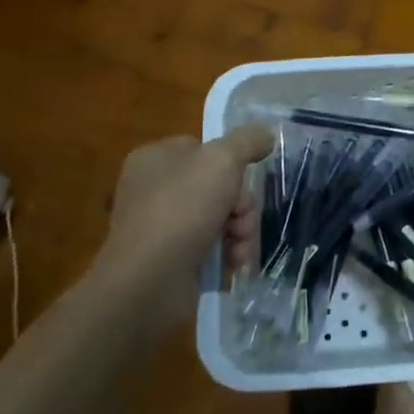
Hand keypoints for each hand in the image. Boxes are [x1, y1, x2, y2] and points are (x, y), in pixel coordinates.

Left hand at [101, 128, 273, 298]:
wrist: (148, 280)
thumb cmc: (181, 208)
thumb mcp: (222, 160)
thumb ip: (248, 141)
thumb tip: (266, 133)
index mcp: (155, 158)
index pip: (203, 148)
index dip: (230, 162)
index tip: (244, 177)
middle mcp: (153, 189)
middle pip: (217, 185)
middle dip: (240, 204)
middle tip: (242, 217)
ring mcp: (160, 226)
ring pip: (219, 217)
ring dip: (240, 230)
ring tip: (240, 246)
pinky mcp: (169, 259)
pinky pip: (209, 246)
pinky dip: (226, 253)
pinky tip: (233, 262)